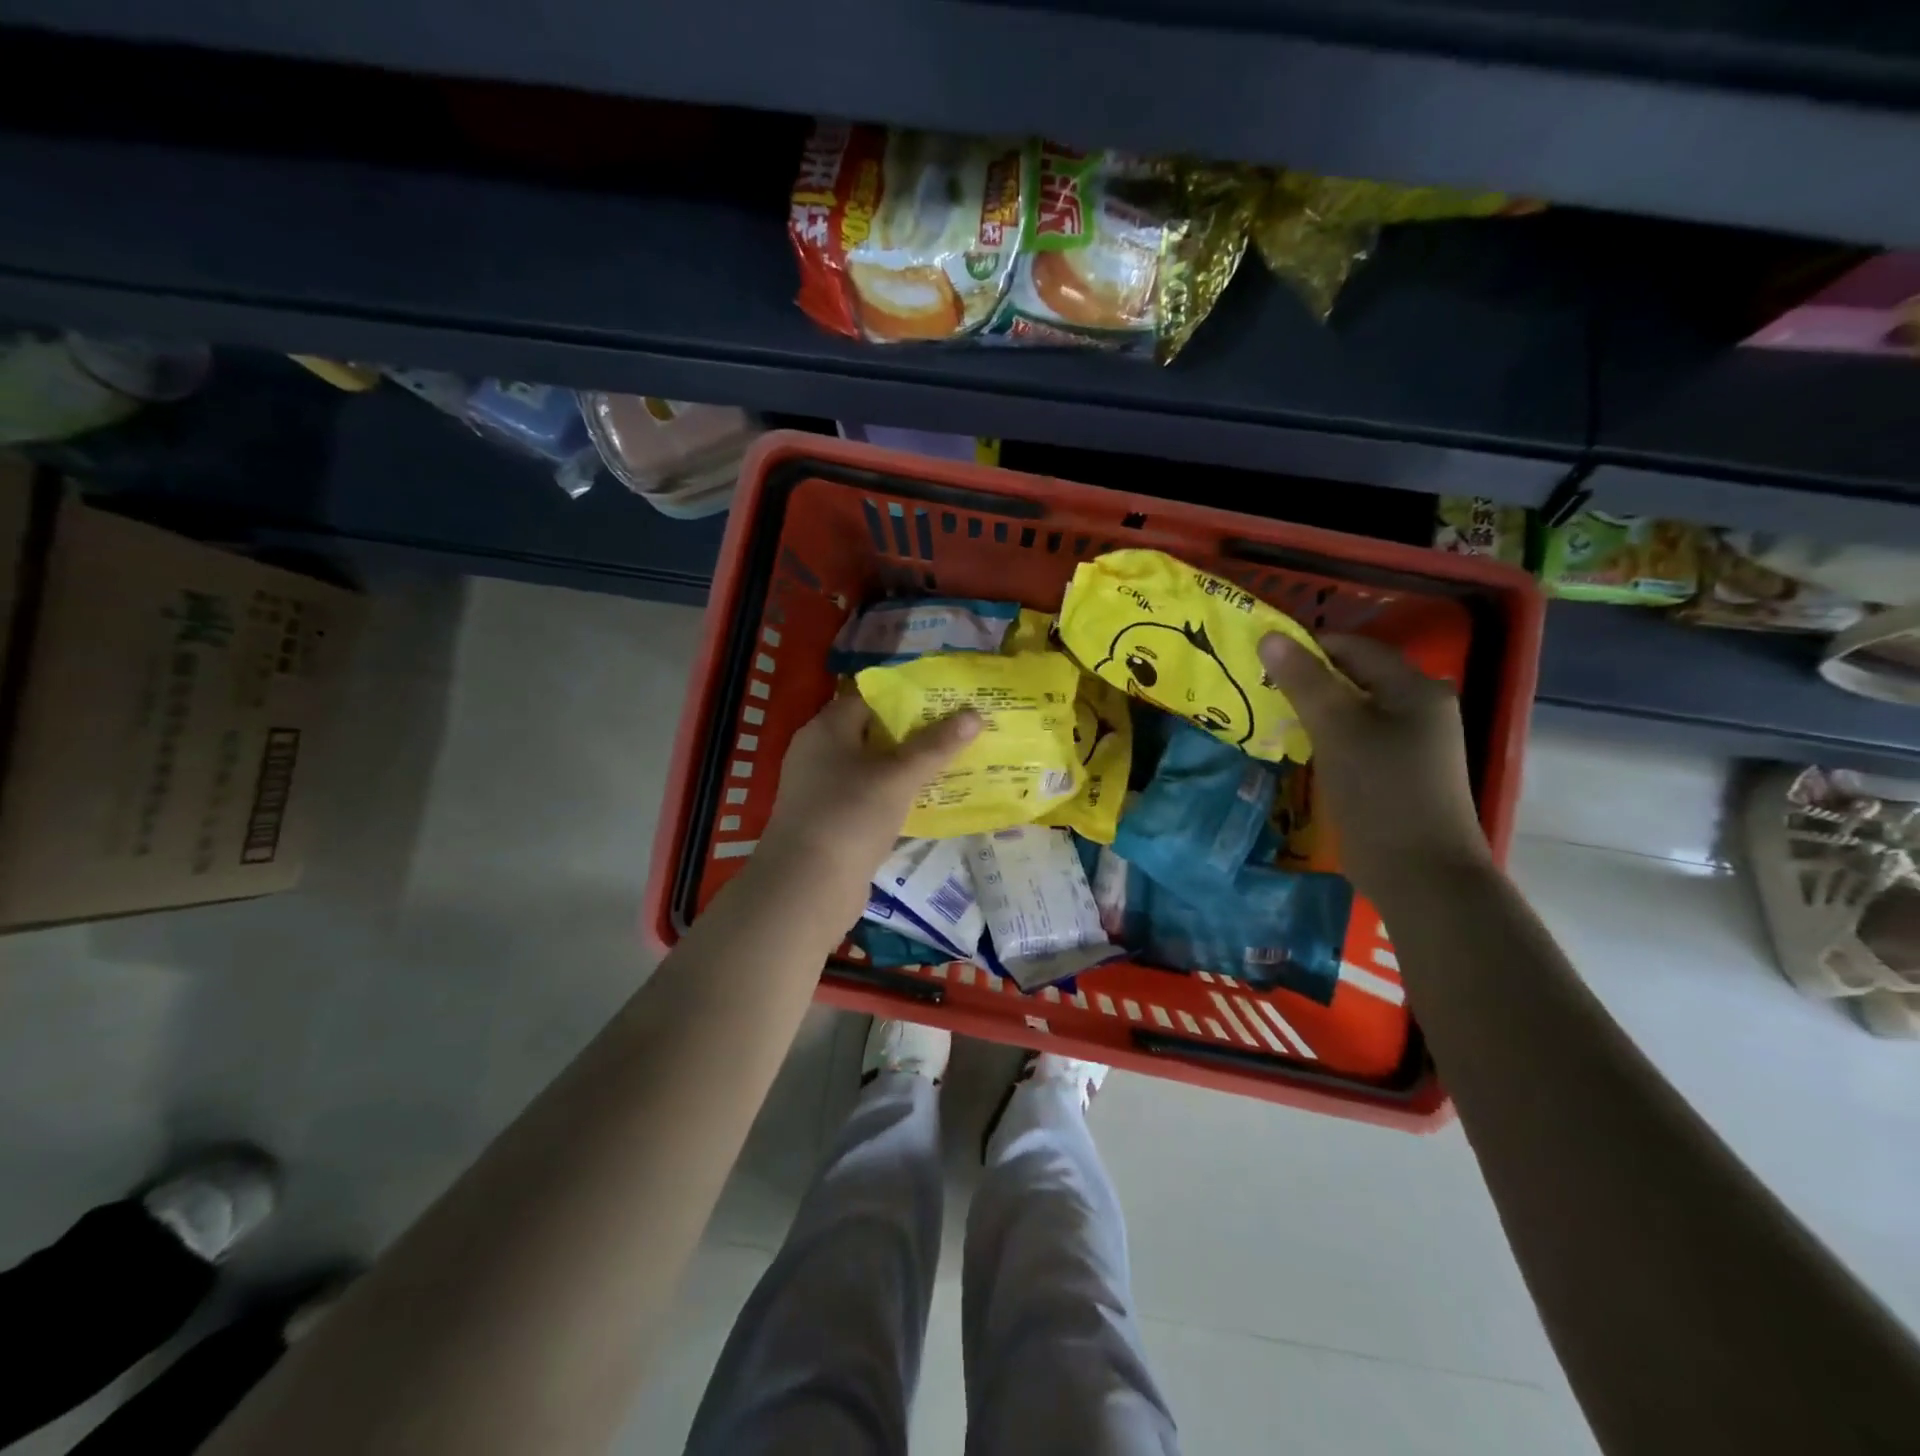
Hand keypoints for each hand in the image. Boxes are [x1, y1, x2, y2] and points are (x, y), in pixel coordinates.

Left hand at [756, 693, 979, 919]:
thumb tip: (975, 715)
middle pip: (872, 732)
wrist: (807, 886)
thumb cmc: (850, 816)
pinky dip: (893, 796)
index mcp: (827, 729)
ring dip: (905, 767)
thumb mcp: (898, 777)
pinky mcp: (829, 821)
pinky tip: (924, 802)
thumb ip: (935, 746)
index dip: (907, 697)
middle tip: (956, 731)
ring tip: (950, 764)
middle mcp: (819, 752)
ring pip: (871, 768)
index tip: (945, 700)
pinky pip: (867, 797)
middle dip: (913, 733)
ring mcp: (821, 789)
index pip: (870, 698)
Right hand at [1258, 632, 1490, 898]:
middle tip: (1261, 690)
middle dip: (1307, 680)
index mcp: (1414, 688)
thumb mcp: (1336, 728)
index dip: (1307, 647)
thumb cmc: (1379, 791)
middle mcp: (1420, 707)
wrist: (1419, 873)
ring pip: (1353, 709)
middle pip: (1355, 677)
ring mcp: (1412, 742)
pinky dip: (1327, 736)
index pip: (1353, 647)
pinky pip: (1357, 738)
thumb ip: (1304, 680)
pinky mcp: (1399, 771)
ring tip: (1273, 717)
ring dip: (1314, 710)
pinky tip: (1300, 748)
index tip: (1262, 661)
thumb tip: (1271, 637)